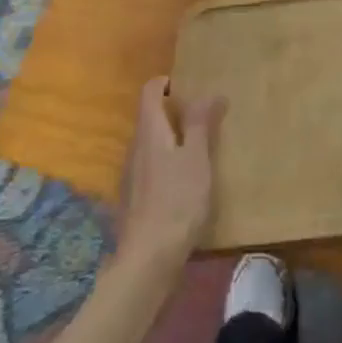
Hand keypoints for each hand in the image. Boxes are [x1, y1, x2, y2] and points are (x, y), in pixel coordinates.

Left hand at [118, 77, 223, 272]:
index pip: (149, 91)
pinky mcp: (134, 199)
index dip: (165, 83)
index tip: (189, 87)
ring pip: (150, 144)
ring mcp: (131, 175)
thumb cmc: (177, 201)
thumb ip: (201, 124)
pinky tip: (184, 182)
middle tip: (203, 117)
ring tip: (198, 149)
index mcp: (150, 131)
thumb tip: (210, 92)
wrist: (148, 259)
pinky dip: (166, 163)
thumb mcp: (197, 158)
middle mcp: (135, 148)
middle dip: (173, 112)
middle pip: (149, 117)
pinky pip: (149, 167)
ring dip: (170, 139)